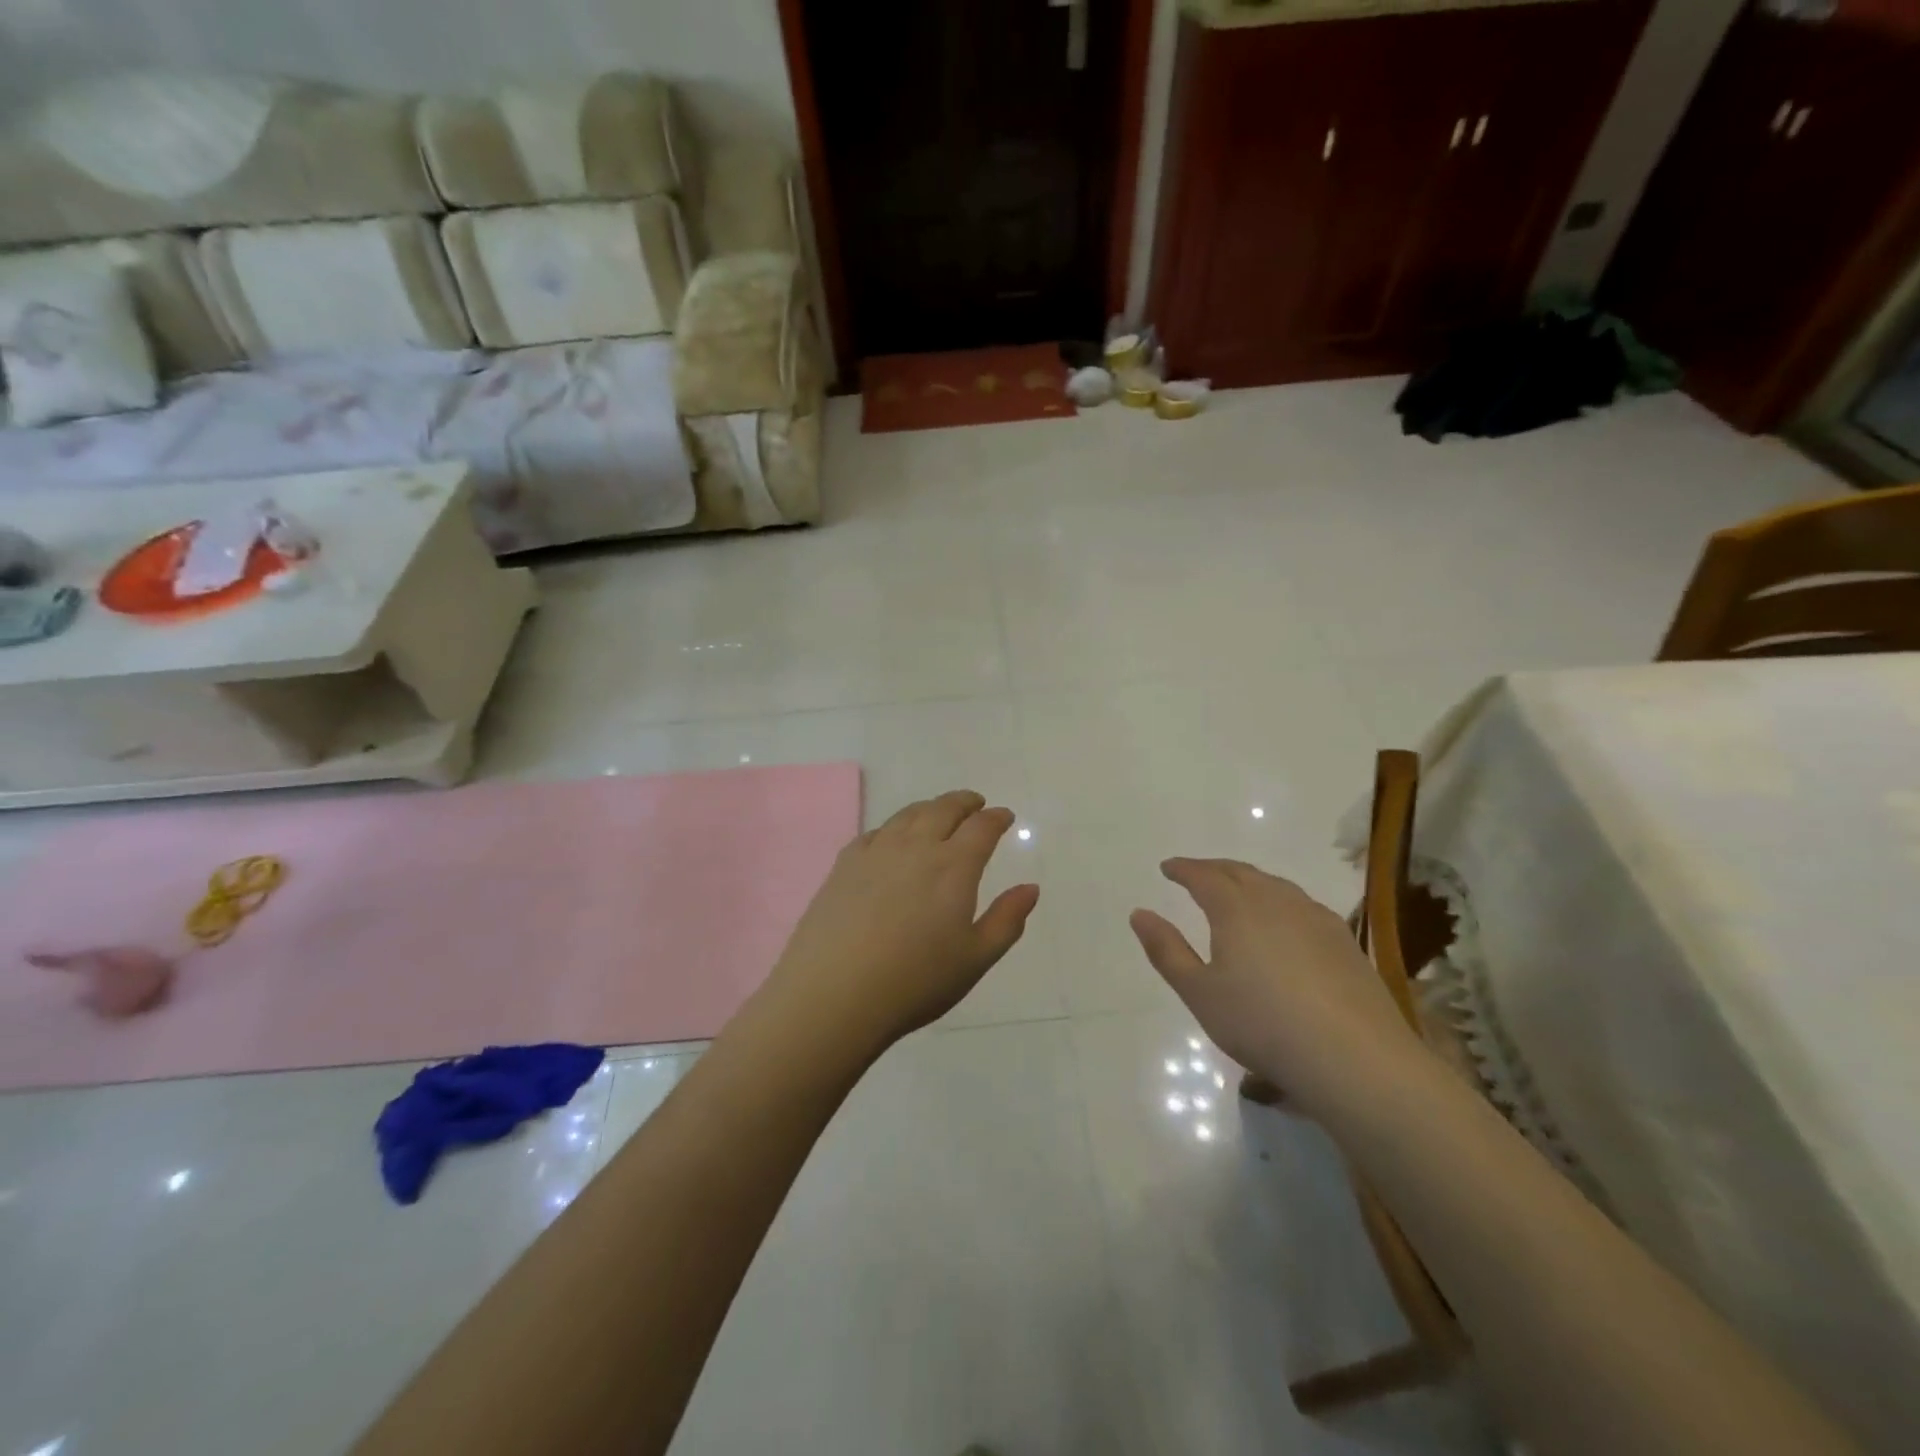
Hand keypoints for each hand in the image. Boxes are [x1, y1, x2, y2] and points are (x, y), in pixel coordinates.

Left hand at [760, 790, 1039, 1055]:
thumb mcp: (975, 959)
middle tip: (975, 803)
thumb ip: (1007, 920)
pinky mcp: (844, 864)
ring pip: (908, 815)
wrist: (833, 993)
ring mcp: (876, 852)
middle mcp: (916, 847)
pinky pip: (876, 832)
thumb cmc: (915, 981)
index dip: (996, 818)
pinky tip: (892, 838)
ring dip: (930, 808)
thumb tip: (1030, 888)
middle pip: (944, 809)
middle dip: (964, 802)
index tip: (1004, 816)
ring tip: (937, 813)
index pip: (981, 828)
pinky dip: (894, 827)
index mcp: (954, 866)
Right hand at [1130, 858, 1424, 1121]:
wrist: (1353, 1057)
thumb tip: (1139, 913)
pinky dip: (1280, 900)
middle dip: (1214, 869)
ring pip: (1275, 885)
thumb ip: (1167, 950)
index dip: (1183, 869)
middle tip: (1197, 873)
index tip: (1167, 868)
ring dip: (1249, 881)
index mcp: (1236, 908)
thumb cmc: (1261, 1023)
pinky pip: (1302, 904)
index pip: (1204, 876)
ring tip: (1237, 890)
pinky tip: (1284, 921)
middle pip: (1240, 872)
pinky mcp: (1343, 941)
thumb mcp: (1199, 993)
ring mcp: (1315, 918)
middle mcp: (1276, 901)